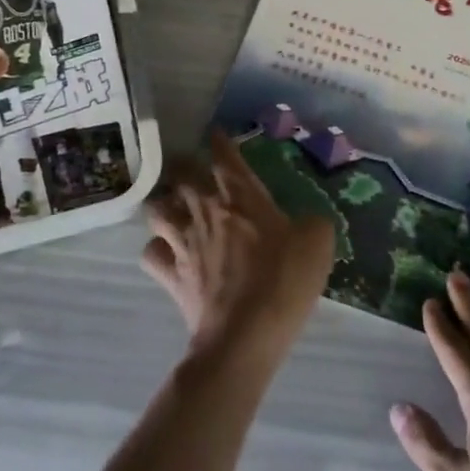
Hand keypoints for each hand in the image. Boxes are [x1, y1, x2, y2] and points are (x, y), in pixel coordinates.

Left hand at [141, 130, 334, 371]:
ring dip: (165, 204)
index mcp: (242, 195)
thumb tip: (305, 221)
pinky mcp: (170, 274)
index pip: (225, 156)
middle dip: (184, 166)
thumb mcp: (318, 242)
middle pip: (182, 173)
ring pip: (157, 208)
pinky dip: (157, 249)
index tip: (217, 135)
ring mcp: (183, 241)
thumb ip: (311, 221)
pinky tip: (168, 252)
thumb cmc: (284, 280)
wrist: (246, 336)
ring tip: (175, 207)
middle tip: (193, 170)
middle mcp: (206, 209)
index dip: (220, 141)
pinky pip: (152, 252)